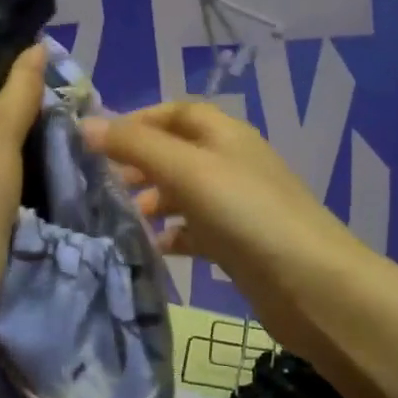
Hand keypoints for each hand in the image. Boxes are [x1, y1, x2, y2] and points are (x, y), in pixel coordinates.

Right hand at [81, 102, 370, 357]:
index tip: (100, 142)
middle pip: (178, 152)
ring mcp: (237, 206)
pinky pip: (196, 231)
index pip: (177, 112)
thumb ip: (136, 146)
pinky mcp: (238, 244)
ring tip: (122, 216)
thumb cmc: (247, 215)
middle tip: (104, 184)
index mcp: (225, 135)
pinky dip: (172, 235)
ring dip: (153, 200)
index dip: (139, 120)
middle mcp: (232, 164)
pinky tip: (153, 248)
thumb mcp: (188, 170)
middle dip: (140, 163)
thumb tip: (86, 125)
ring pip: (185, 193)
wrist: (311, 285)